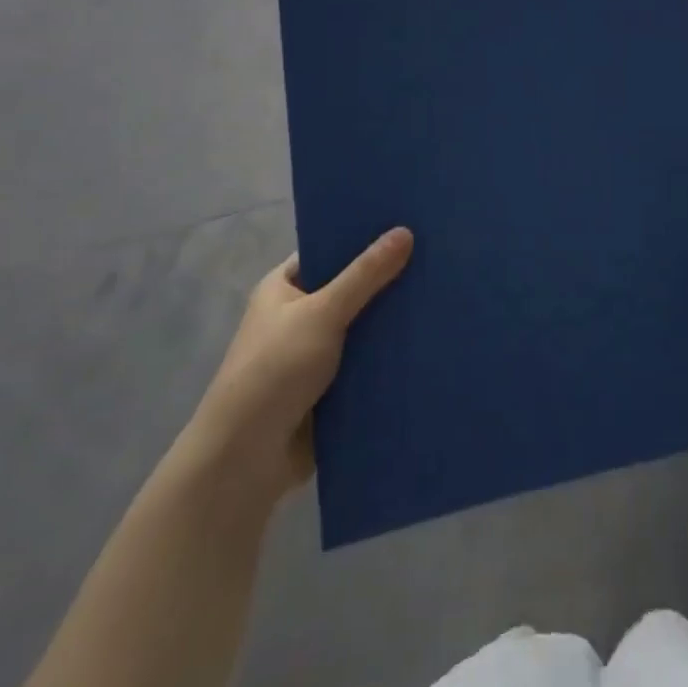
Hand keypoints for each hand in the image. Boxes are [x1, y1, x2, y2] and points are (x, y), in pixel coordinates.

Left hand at [192, 228, 412, 500]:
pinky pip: (367, 365)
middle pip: (350, 290)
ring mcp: (314, 356)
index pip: (327, 251)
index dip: (362, 238)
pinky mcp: (330, 391)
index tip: (406, 225)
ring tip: (443, 296)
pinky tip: (428, 343)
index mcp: (283, 288)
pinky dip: (389, 359)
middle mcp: (297, 317)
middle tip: (436, 258)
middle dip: (386, 282)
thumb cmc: (274, 370)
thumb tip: (405, 231)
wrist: (245, 461)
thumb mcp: (323, 312)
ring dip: (391, 323)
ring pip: (362, 329)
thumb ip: (365, 275)